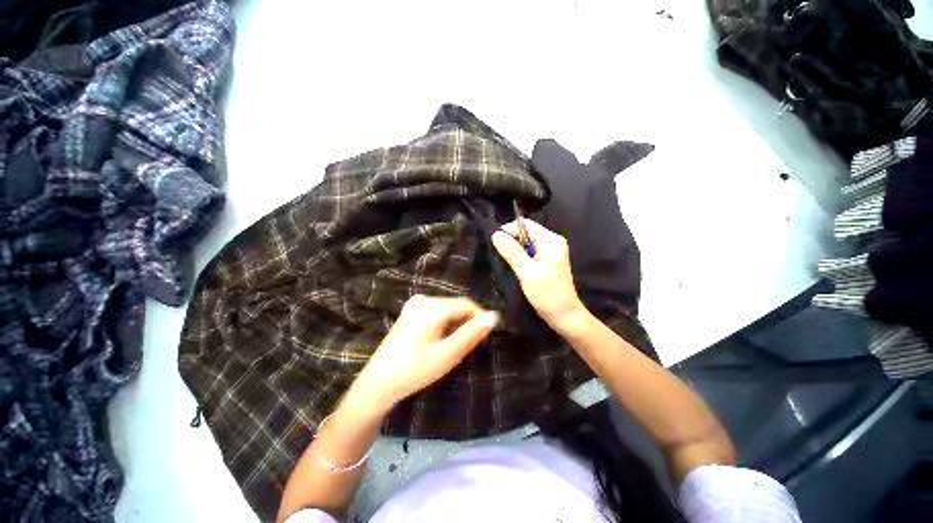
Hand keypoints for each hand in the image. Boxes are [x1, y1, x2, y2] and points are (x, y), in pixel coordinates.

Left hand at [351, 296, 498, 411]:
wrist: (378, 384)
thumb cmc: (414, 370)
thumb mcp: (447, 354)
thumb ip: (471, 333)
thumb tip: (494, 315)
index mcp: (432, 306)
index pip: (467, 304)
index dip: (480, 318)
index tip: (486, 337)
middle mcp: (423, 299)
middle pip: (456, 306)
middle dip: (466, 323)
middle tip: (468, 347)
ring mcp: (415, 305)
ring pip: (447, 310)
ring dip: (456, 325)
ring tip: (454, 347)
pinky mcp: (411, 312)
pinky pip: (436, 313)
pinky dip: (444, 324)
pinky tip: (440, 341)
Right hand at [491, 219, 585, 330]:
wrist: (564, 315)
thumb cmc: (547, 294)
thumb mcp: (527, 272)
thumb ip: (511, 252)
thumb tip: (496, 234)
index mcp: (551, 240)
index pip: (526, 224)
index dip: (509, 229)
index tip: (496, 242)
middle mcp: (552, 241)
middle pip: (526, 232)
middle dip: (511, 240)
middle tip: (500, 253)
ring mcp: (550, 251)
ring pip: (526, 242)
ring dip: (514, 249)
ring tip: (505, 260)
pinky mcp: (547, 260)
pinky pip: (529, 251)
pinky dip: (520, 255)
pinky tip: (515, 265)